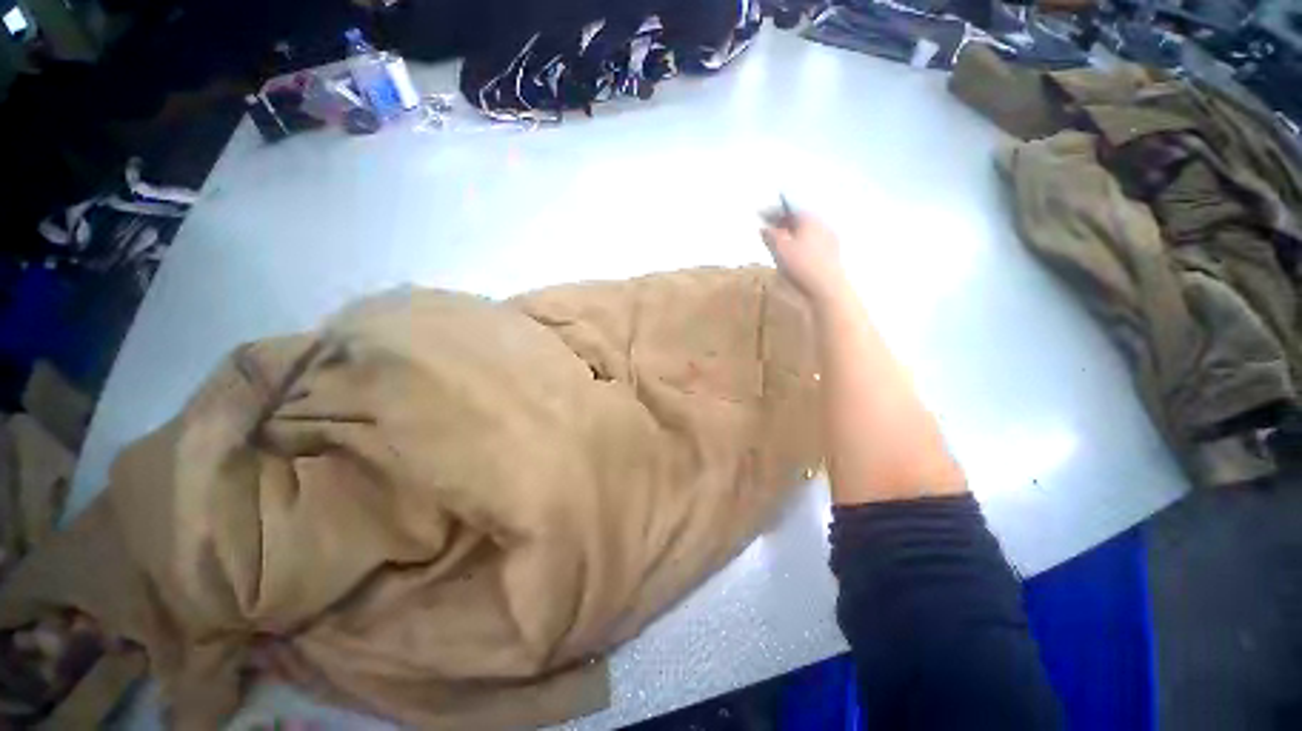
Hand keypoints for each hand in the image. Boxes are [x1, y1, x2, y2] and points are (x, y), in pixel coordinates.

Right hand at [760, 212, 848, 307]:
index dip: (774, 212)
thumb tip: (764, 228)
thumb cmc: (801, 265)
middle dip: (784, 223)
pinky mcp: (833, 255)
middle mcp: (822, 224)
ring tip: (781, 243)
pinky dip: (802, 245)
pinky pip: (813, 243)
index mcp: (809, 218)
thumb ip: (770, 236)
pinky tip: (795, 255)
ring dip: (793, 235)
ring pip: (807, 232)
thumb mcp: (779, 249)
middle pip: (800, 220)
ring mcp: (830, 240)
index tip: (762, 215)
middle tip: (770, 229)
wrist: (827, 288)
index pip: (789, 209)